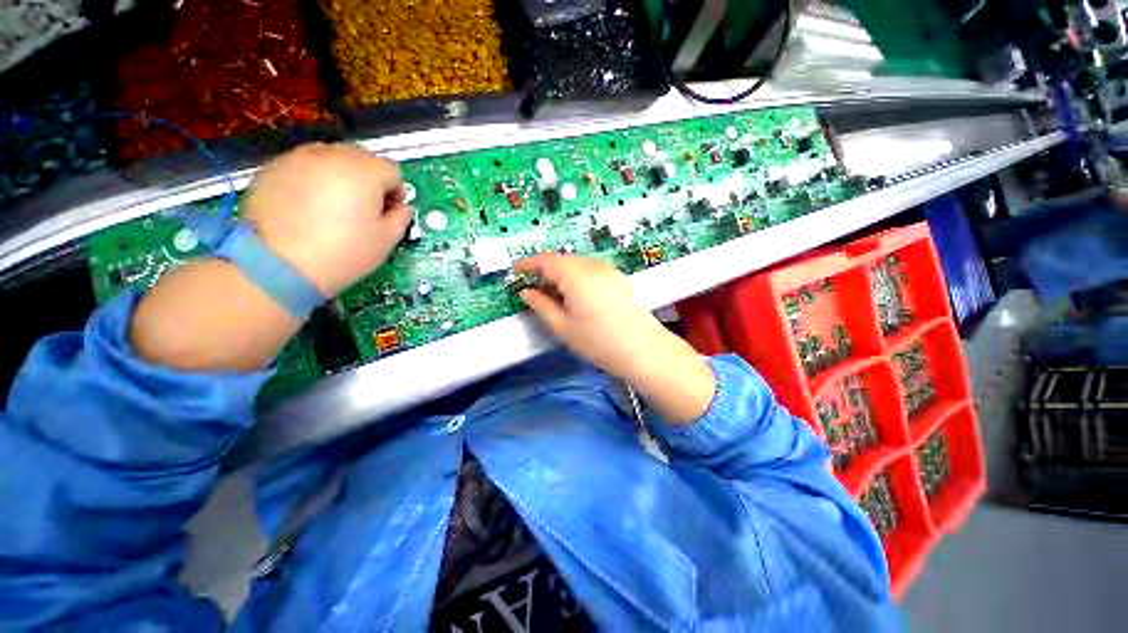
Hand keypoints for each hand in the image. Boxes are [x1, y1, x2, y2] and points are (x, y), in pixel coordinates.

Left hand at [243, 143, 410, 295]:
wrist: (278, 265)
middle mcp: (331, 155)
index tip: (389, 211)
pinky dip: (312, 180)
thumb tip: (401, 208)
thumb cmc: (344, 252)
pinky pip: (303, 167)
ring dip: (340, 176)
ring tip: (333, 206)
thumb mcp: (386, 240)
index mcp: (365, 171)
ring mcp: (297, 158)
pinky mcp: (271, 168)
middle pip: (361, 157)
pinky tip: (307, 207)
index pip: (392, 170)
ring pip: (330, 158)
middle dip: (369, 179)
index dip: (396, 191)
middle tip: (364, 207)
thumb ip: (401, 218)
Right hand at [515, 254, 715, 422]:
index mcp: (575, 275)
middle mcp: (592, 266)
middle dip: (545, 269)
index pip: (546, 260)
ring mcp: (608, 270)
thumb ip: (541, 305)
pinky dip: (577, 276)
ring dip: (562, 272)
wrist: (643, 349)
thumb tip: (526, 292)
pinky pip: (591, 269)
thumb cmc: (598, 341)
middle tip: (534, 286)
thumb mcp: (563, 326)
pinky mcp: (618, 278)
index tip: (516, 270)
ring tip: (553, 292)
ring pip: (577, 263)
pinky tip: (576, 294)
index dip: (529, 263)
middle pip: (563, 259)